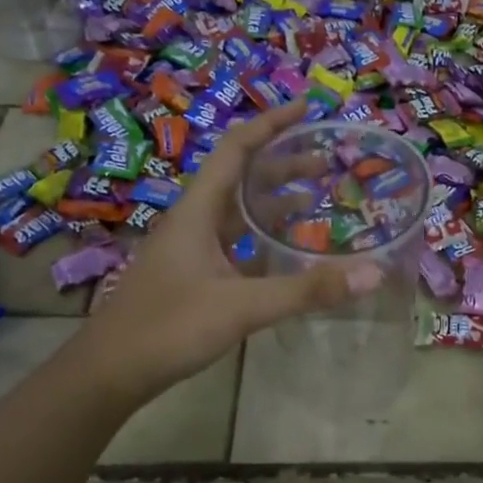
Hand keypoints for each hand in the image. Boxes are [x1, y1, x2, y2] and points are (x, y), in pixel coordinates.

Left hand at [78, 102, 378, 403]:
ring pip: (237, 213)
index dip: (271, 124)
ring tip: (316, 200)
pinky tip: (285, 254)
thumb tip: (373, 272)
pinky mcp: (192, 277)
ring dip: (274, 202)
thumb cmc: (168, 328)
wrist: (109, 373)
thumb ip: (307, 290)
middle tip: (326, 161)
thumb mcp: (243, 306)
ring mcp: (190, 251)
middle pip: (241, 178)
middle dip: (283, 164)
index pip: (236, 150)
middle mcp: (193, 222)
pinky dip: (263, 239)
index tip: (308, 109)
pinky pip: (234, 243)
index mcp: (197, 212)